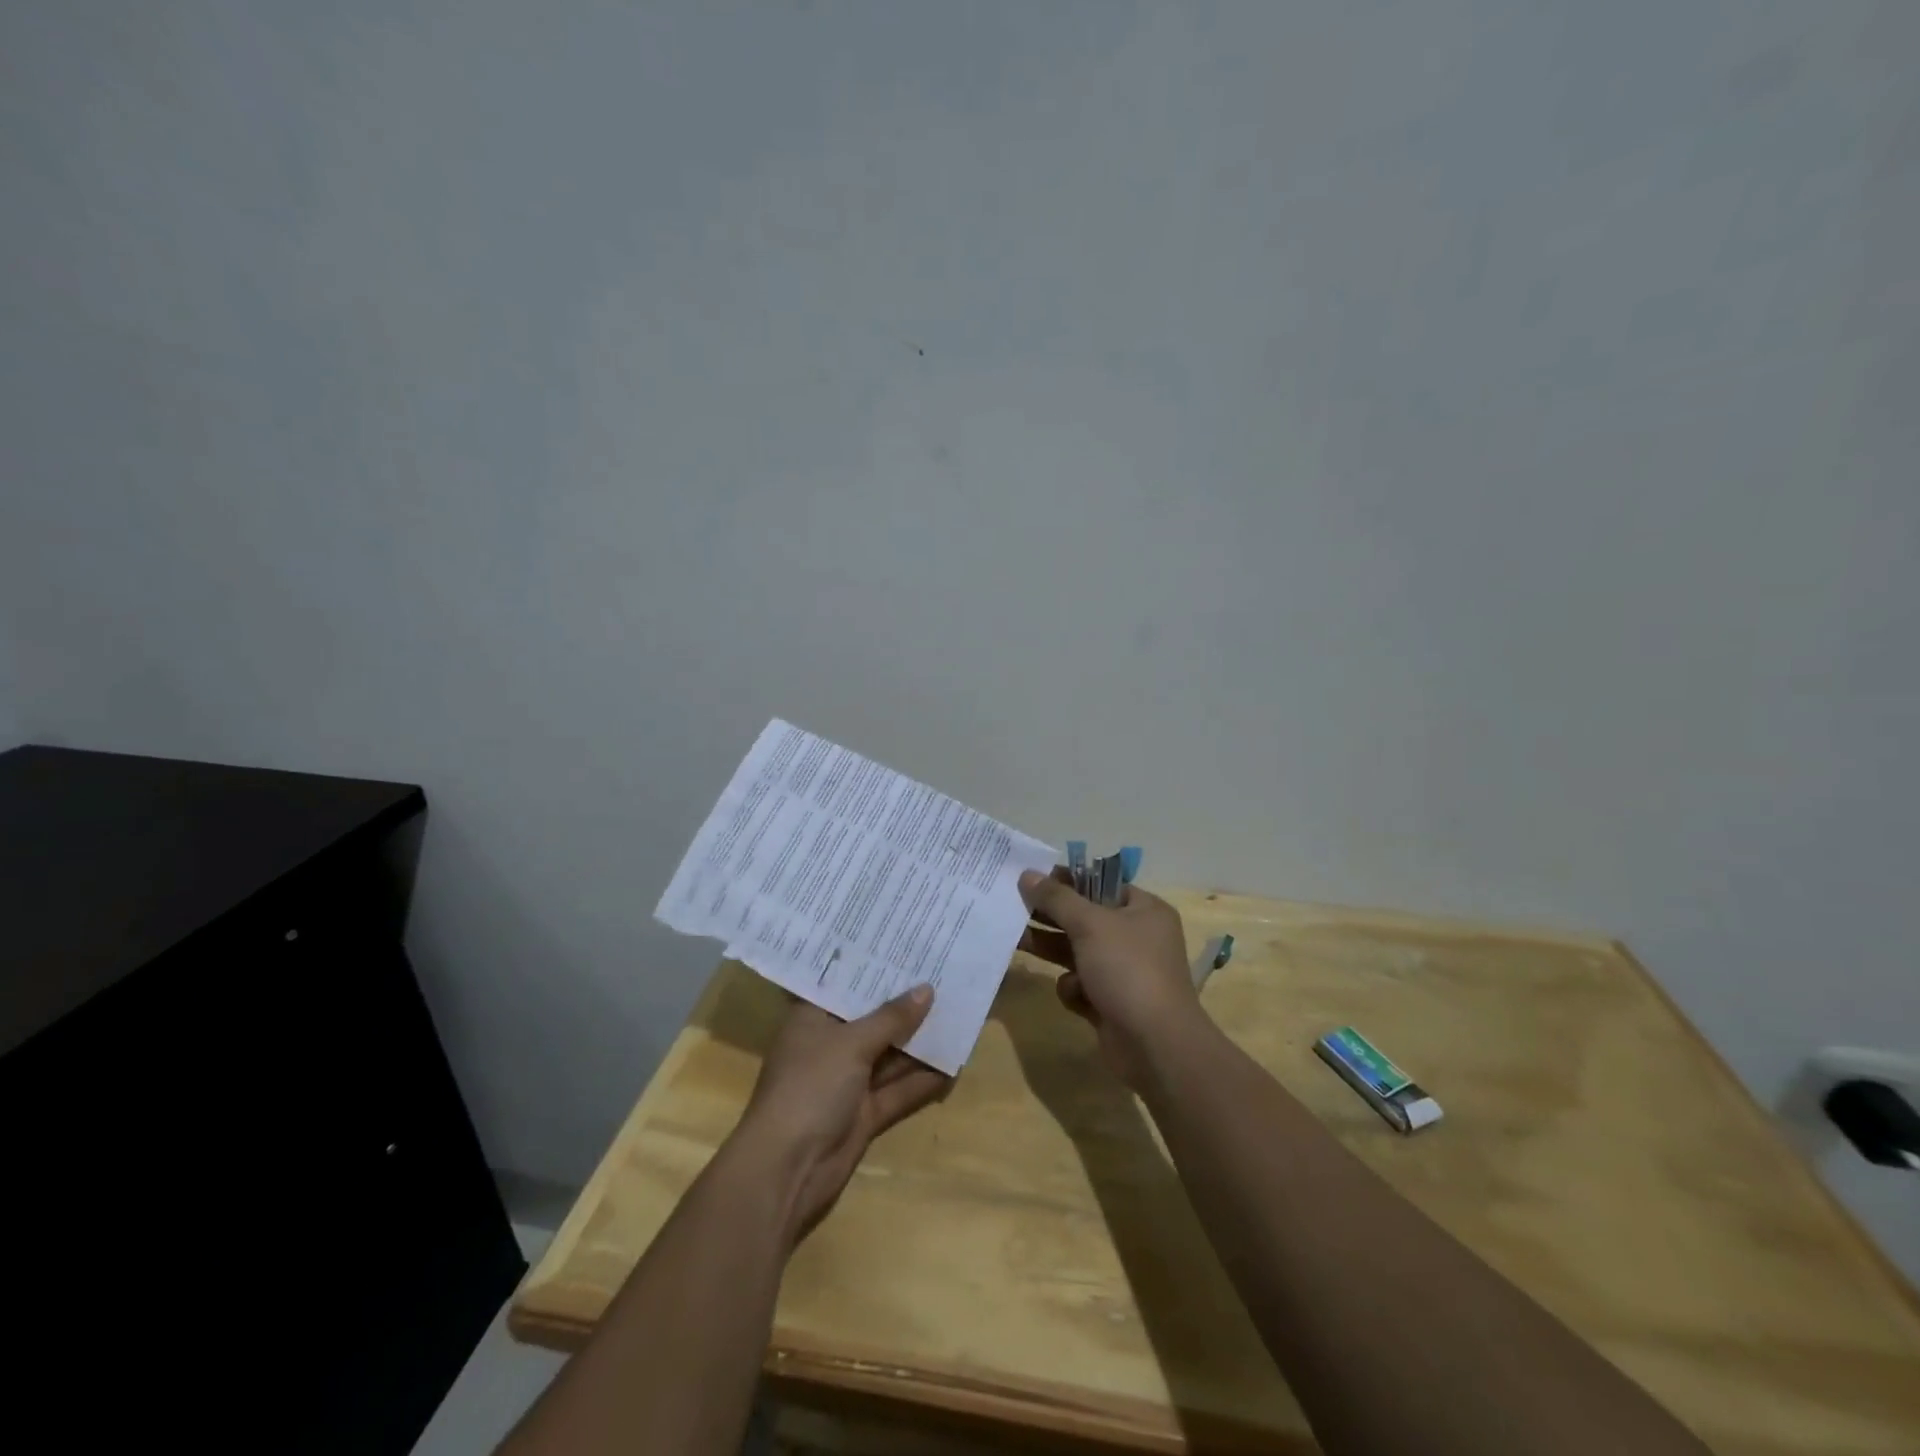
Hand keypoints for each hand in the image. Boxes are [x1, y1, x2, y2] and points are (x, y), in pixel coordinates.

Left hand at [733, 988, 950, 1241]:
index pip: (845, 984)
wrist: (787, 1170)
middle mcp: (830, 1045)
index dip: (874, 966)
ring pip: (889, 1054)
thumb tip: (926, 990)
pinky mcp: (864, 1113)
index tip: (906, 944)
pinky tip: (955, 1064)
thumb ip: (891, 1017)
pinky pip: (898, 1089)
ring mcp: (848, 1081)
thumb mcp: (851, 1043)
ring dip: (920, 1040)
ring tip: (958, 1011)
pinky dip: (922, 1080)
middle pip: (872, 1018)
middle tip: (943, 972)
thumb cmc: (810, 1087)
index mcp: (812, 1018)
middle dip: (905, 1002)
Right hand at [1018, 868, 1205, 1088]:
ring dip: (1052, 949)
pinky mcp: (1111, 1003)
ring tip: (1017, 940)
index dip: (1067, 880)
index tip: (1033, 878)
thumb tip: (1028, 874)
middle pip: (1085, 918)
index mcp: (1144, 910)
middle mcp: (1137, 937)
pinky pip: (1081, 985)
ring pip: (1078, 952)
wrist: (1155, 1045)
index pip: (1101, 884)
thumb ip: (1056, 898)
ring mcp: (1124, 972)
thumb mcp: (1089, 924)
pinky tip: (1075, 995)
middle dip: (1052, 916)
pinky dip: (1074, 988)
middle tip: (1015, 907)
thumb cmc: (1128, 970)